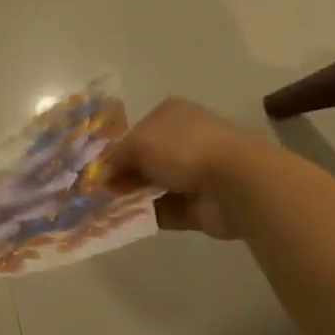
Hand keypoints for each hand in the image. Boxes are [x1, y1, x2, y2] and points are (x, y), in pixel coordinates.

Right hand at [102, 98, 259, 240]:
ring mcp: (195, 172)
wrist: (235, 181)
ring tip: (107, 208)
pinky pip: (168, 209)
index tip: (99, 169)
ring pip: (155, 185)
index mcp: (171, 114)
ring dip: (134, 196)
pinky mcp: (202, 204)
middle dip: (124, 174)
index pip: (137, 130)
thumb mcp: (138, 144)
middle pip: (146, 159)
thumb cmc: (183, 148)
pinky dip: (149, 214)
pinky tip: (128, 220)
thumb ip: (117, 158)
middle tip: (100, 191)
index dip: (118, 150)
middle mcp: (183, 139)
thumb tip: (102, 175)